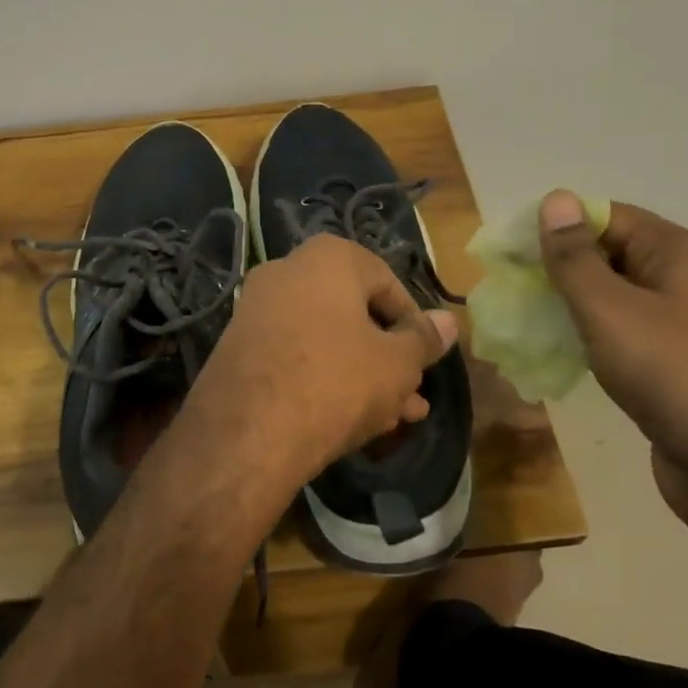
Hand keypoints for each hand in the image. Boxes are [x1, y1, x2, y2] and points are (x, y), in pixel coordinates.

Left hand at [183, 234, 458, 490]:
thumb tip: (448, 321)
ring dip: (363, 375)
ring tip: (396, 419)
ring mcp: (258, 309)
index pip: (387, 282)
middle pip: (355, 314)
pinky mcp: (239, 347)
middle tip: (414, 395)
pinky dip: (325, 379)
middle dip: (389, 358)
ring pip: (327, 340)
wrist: (247, 430)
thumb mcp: (396, 364)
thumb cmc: (336, 380)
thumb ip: (423, 340)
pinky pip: (296, 356)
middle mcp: (287, 270)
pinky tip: (353, 421)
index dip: (413, 323)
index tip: (425, 359)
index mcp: (328, 257)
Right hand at [537, 191, 687, 539]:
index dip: (557, 225)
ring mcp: (684, 325)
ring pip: (614, 298)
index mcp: (676, 253)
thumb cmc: (672, 374)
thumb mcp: (610, 309)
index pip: (607, 216)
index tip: (509, 247)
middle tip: (509, 284)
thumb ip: (575, 257)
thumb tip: (555, 198)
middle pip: (610, 254)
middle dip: (559, 266)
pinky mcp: (676, 365)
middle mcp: (684, 280)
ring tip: (524, 316)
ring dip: (571, 303)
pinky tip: (559, 351)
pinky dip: (590, 336)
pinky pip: (624, 334)